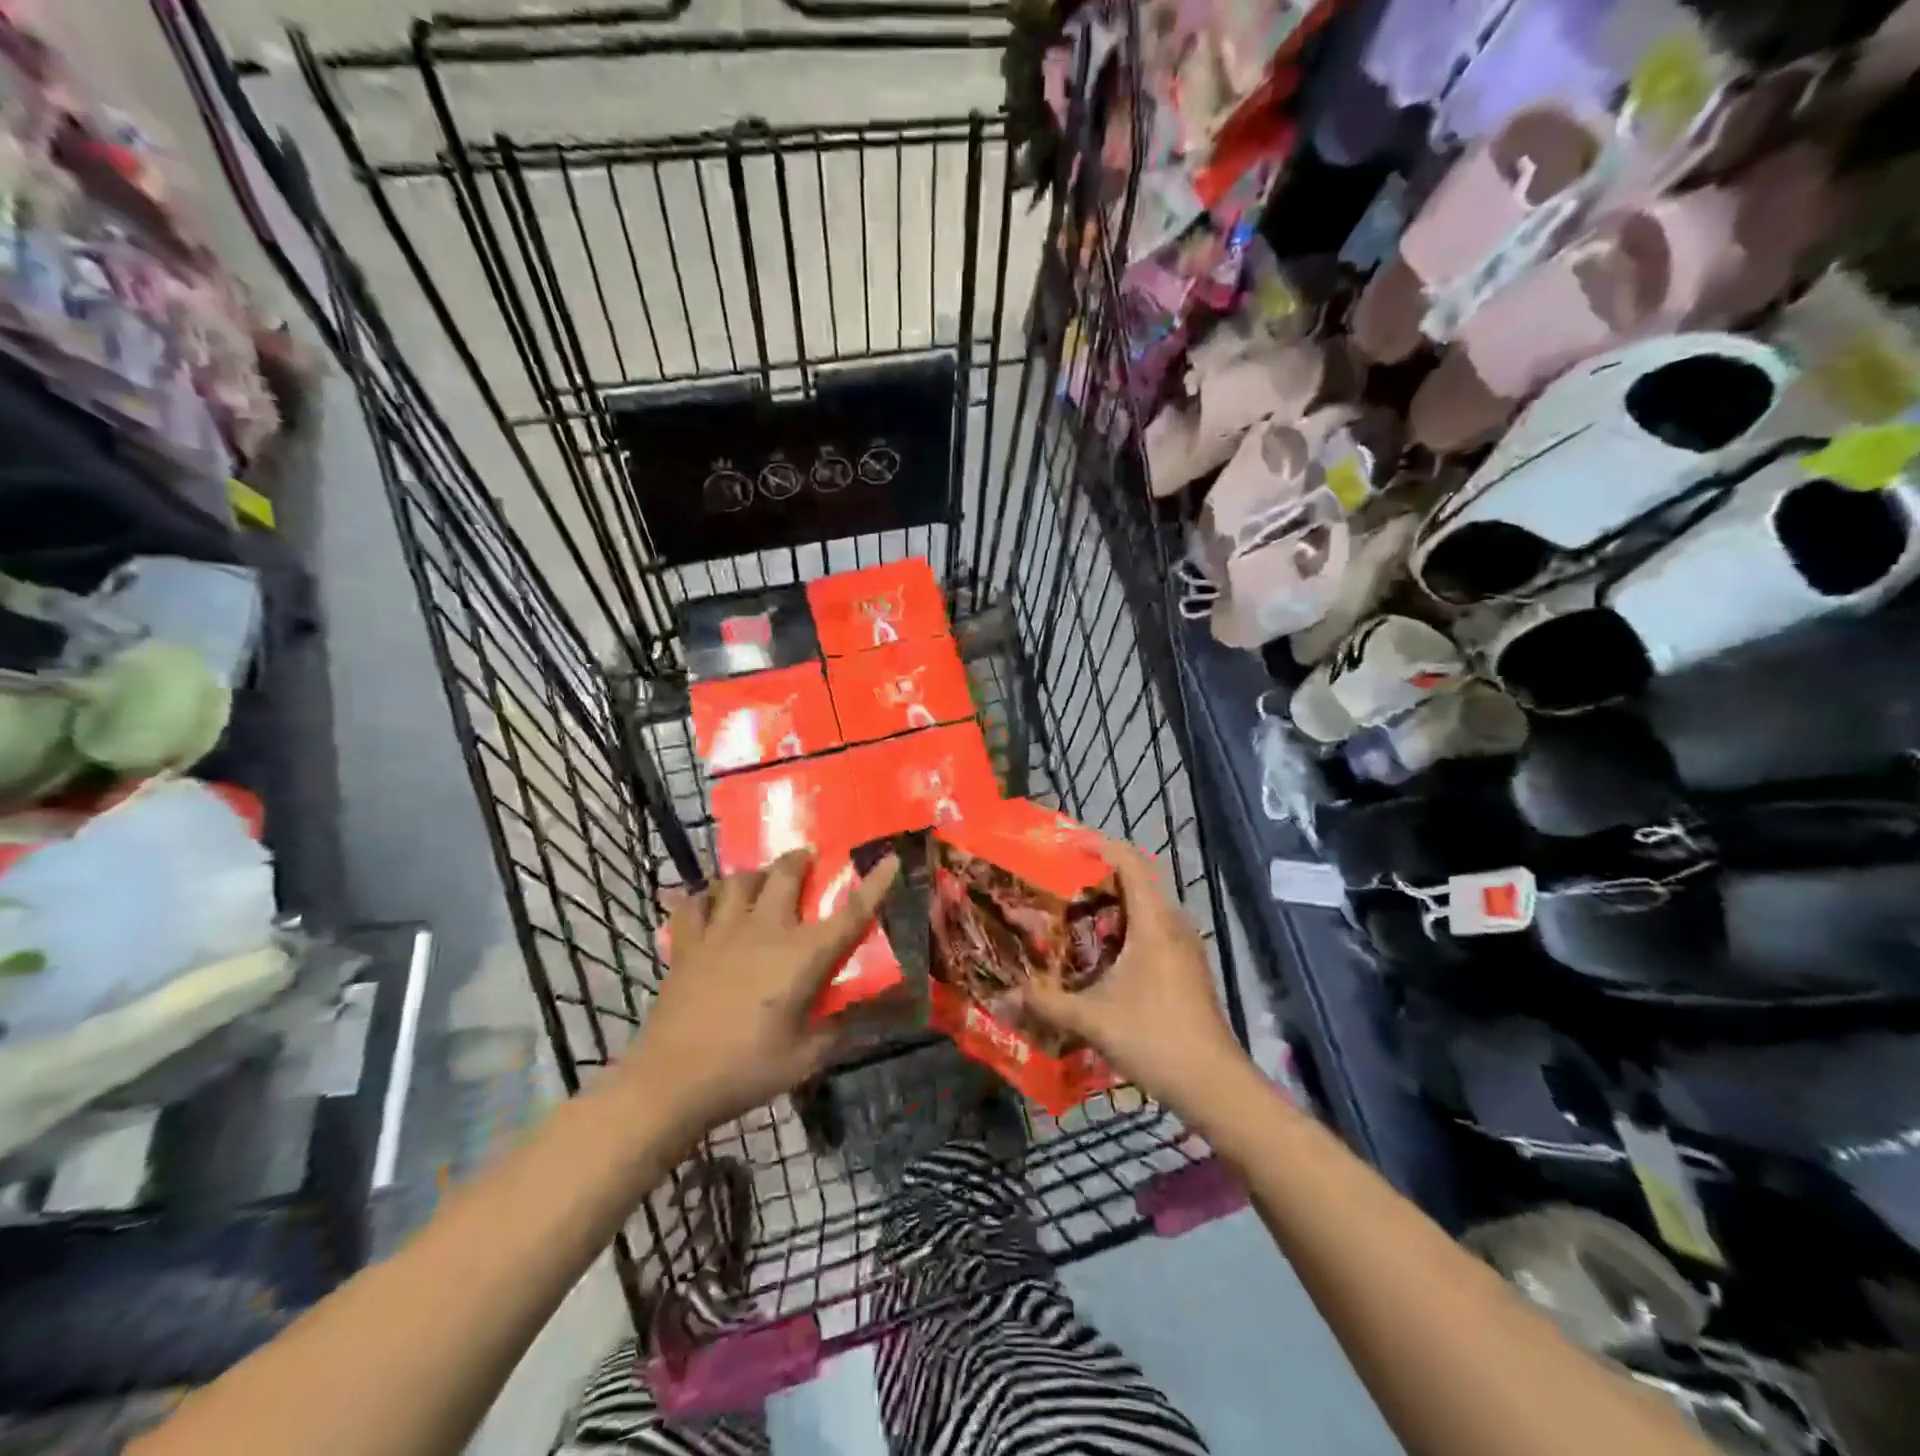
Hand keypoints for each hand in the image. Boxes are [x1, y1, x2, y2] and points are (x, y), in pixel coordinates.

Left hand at [627, 849, 898, 1139]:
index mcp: (802, 954)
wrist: (672, 1081)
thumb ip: (843, 1028)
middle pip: (784, 873)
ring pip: (738, 880)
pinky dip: (703, 897)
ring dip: (755, 874)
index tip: (891, 858)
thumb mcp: (808, 1057)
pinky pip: (693, 904)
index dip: (875, 883)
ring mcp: (721, 931)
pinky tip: (708, 903)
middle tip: (807, 858)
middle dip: (800, 859)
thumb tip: (880, 1014)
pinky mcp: (687, 943)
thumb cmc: (747, 1069)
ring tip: (760, 879)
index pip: (850, 912)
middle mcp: (765, 929)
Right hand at [1021, 839, 1246, 1111]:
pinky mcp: (1187, 968)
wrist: (1214, 1084)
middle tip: (1057, 883)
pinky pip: (1153, 930)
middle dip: (1097, 877)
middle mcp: (1173, 924)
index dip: (1098, 845)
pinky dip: (1125, 929)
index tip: (1064, 844)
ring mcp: (1184, 947)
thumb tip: (1006, 993)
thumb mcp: (1093, 1020)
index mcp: (1154, 922)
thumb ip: (1047, 1003)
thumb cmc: (1155, 1038)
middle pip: (1136, 881)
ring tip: (1071, 916)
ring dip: (1111, 905)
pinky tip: (1100, 955)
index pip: (1129, 862)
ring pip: (1145, 908)